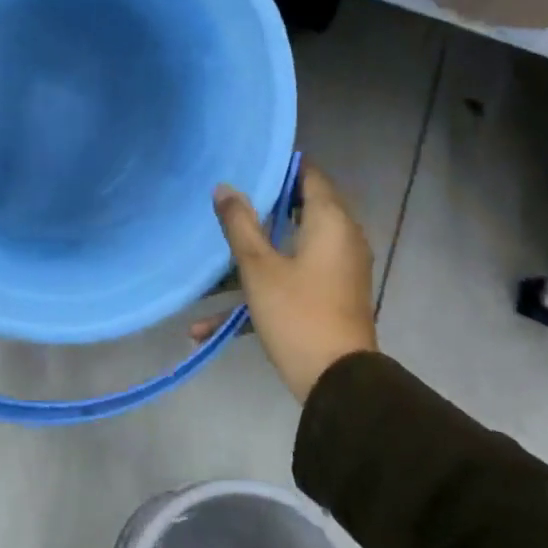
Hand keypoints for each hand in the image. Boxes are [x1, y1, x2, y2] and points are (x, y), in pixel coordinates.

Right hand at [197, 162, 377, 402]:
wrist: (336, 382)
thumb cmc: (297, 313)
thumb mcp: (258, 267)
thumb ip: (239, 224)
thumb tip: (224, 188)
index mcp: (330, 222)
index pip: (309, 175)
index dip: (279, 167)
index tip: (245, 165)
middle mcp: (341, 239)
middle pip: (299, 210)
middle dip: (260, 209)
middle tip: (224, 204)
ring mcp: (336, 271)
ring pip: (289, 250)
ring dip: (251, 258)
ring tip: (211, 260)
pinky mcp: (329, 298)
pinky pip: (291, 282)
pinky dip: (258, 293)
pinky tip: (206, 326)